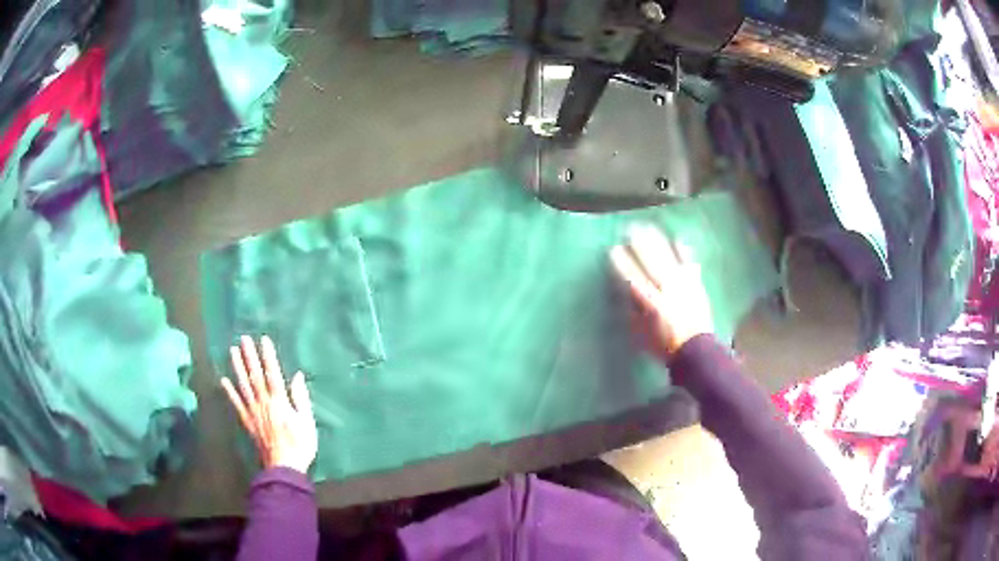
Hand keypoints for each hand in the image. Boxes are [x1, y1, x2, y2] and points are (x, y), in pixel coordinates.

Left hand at [221, 335, 317, 473]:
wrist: (284, 468)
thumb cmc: (300, 445)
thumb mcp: (307, 422)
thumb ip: (301, 398)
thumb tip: (297, 376)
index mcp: (280, 402)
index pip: (273, 373)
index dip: (268, 356)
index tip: (263, 340)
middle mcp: (264, 403)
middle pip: (255, 376)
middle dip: (250, 356)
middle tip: (244, 338)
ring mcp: (253, 412)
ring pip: (244, 385)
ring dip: (238, 367)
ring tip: (233, 351)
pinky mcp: (247, 422)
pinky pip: (237, 404)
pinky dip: (229, 391)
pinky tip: (223, 380)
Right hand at [610, 224, 713, 358]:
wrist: (696, 350)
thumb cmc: (664, 346)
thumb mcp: (641, 334)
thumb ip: (634, 313)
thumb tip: (628, 295)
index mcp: (650, 302)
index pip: (633, 277)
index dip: (623, 262)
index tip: (614, 249)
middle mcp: (666, 289)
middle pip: (650, 262)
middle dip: (639, 245)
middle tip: (630, 230)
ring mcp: (683, 284)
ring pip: (668, 258)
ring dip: (658, 242)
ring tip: (649, 228)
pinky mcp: (696, 285)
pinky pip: (689, 263)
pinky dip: (683, 251)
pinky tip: (678, 240)